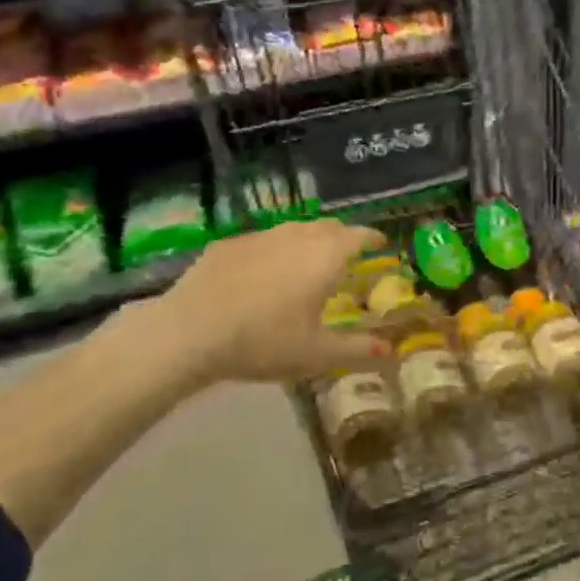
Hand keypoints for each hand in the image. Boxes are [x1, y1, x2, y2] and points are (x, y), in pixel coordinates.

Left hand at [124, 218, 390, 392]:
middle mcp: (298, 236)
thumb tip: (390, 350)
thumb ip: (357, 349)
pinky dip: (273, 250)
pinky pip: (262, 240)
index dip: (373, 238)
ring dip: (308, 240)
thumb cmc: (263, 342)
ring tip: (306, 262)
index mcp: (326, 257)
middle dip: (342, 237)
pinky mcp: (228, 244)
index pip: (359, 235)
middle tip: (346, 256)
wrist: (189, 332)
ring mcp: (261, 236)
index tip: (381, 244)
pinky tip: (262, 273)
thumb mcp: (316, 354)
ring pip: (294, 229)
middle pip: (328, 226)